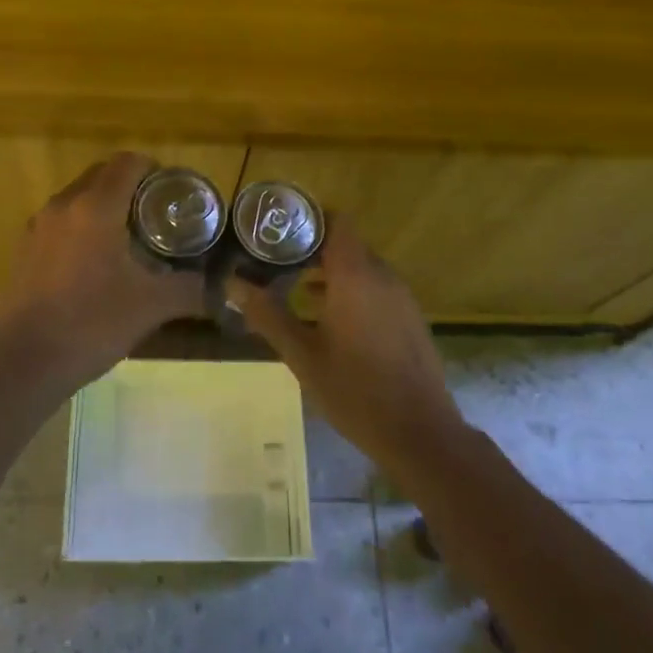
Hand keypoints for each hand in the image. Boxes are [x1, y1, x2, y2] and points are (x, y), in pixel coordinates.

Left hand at [0, 152, 205, 397]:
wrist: (24, 362)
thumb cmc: (92, 324)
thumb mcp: (151, 306)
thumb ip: (191, 291)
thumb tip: (223, 290)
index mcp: (96, 207)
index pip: (127, 163)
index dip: (153, 168)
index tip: (172, 190)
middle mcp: (64, 205)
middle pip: (101, 174)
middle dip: (129, 184)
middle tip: (156, 212)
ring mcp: (38, 226)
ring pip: (77, 196)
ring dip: (103, 204)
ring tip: (127, 236)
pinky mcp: (24, 249)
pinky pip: (60, 221)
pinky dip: (80, 225)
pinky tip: (94, 261)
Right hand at [227, 217, 464, 474]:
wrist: (420, 434)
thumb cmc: (355, 390)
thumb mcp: (302, 355)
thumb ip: (268, 315)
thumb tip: (233, 284)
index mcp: (355, 275)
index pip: (338, 221)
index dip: (311, 218)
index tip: (281, 228)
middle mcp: (382, 277)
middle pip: (347, 245)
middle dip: (314, 249)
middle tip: (278, 262)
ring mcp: (401, 298)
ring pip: (362, 269)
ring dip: (332, 273)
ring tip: (297, 291)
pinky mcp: (410, 319)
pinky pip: (377, 290)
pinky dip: (352, 292)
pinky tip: (330, 322)